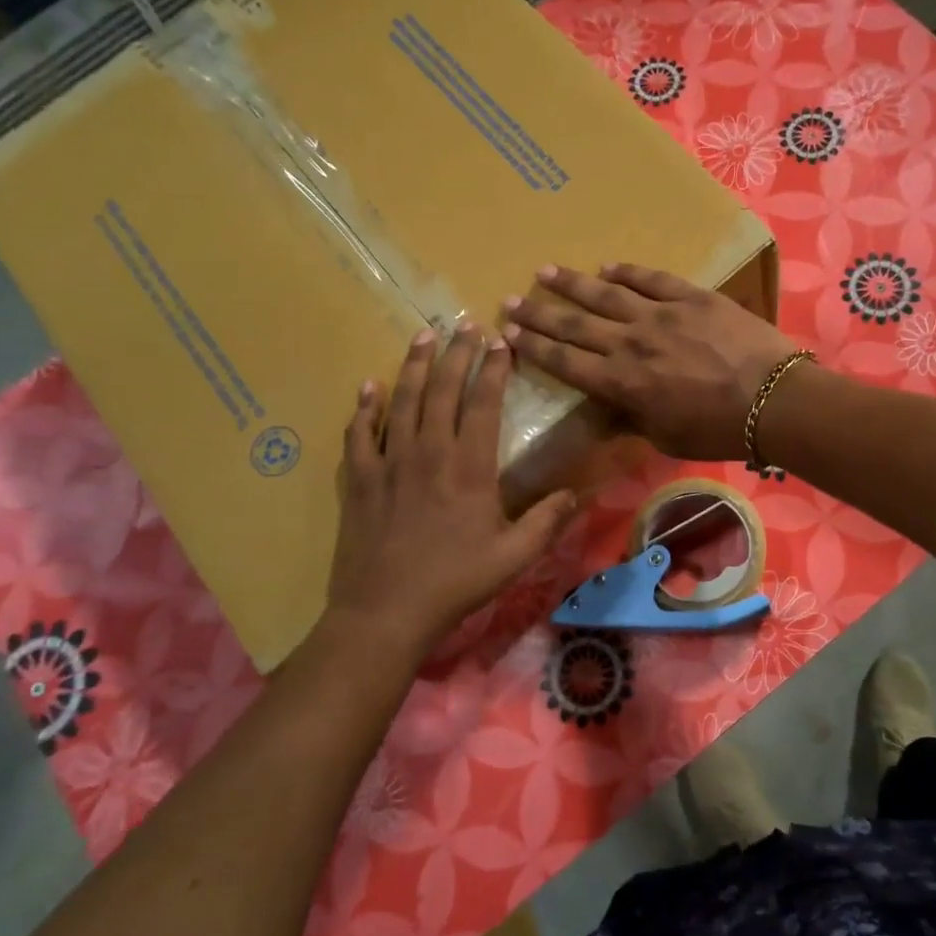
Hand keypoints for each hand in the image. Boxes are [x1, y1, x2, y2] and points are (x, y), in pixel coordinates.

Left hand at [322, 324, 576, 662]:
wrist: (385, 611)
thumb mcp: (514, 557)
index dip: (494, 368)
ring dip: (414, 366)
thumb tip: (576, 493)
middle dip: (457, 353)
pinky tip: (369, 387)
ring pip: (402, 401)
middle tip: (465, 324)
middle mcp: (428, 453)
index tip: (501, 342)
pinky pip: (359, 433)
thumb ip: (546, 521)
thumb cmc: (455, 582)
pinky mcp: (360, 480)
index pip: (483, 403)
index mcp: (469, 468)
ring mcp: (389, 463)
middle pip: (442, 390)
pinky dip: (364, 407)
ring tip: (424, 336)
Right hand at [501, 263, 797, 461]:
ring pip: (605, 293)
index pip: (564, 362)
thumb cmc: (718, 430)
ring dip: (572, 283)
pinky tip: (609, 267)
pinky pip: (651, 279)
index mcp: (621, 383)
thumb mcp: (665, 437)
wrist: (773, 399)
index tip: (508, 333)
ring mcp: (660, 315)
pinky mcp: (691, 297)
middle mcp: (630, 343)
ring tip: (546, 271)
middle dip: (538, 313)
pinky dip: (628, 272)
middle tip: (510, 299)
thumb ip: (632, 418)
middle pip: (574, 324)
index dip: (532, 347)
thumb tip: (609, 406)